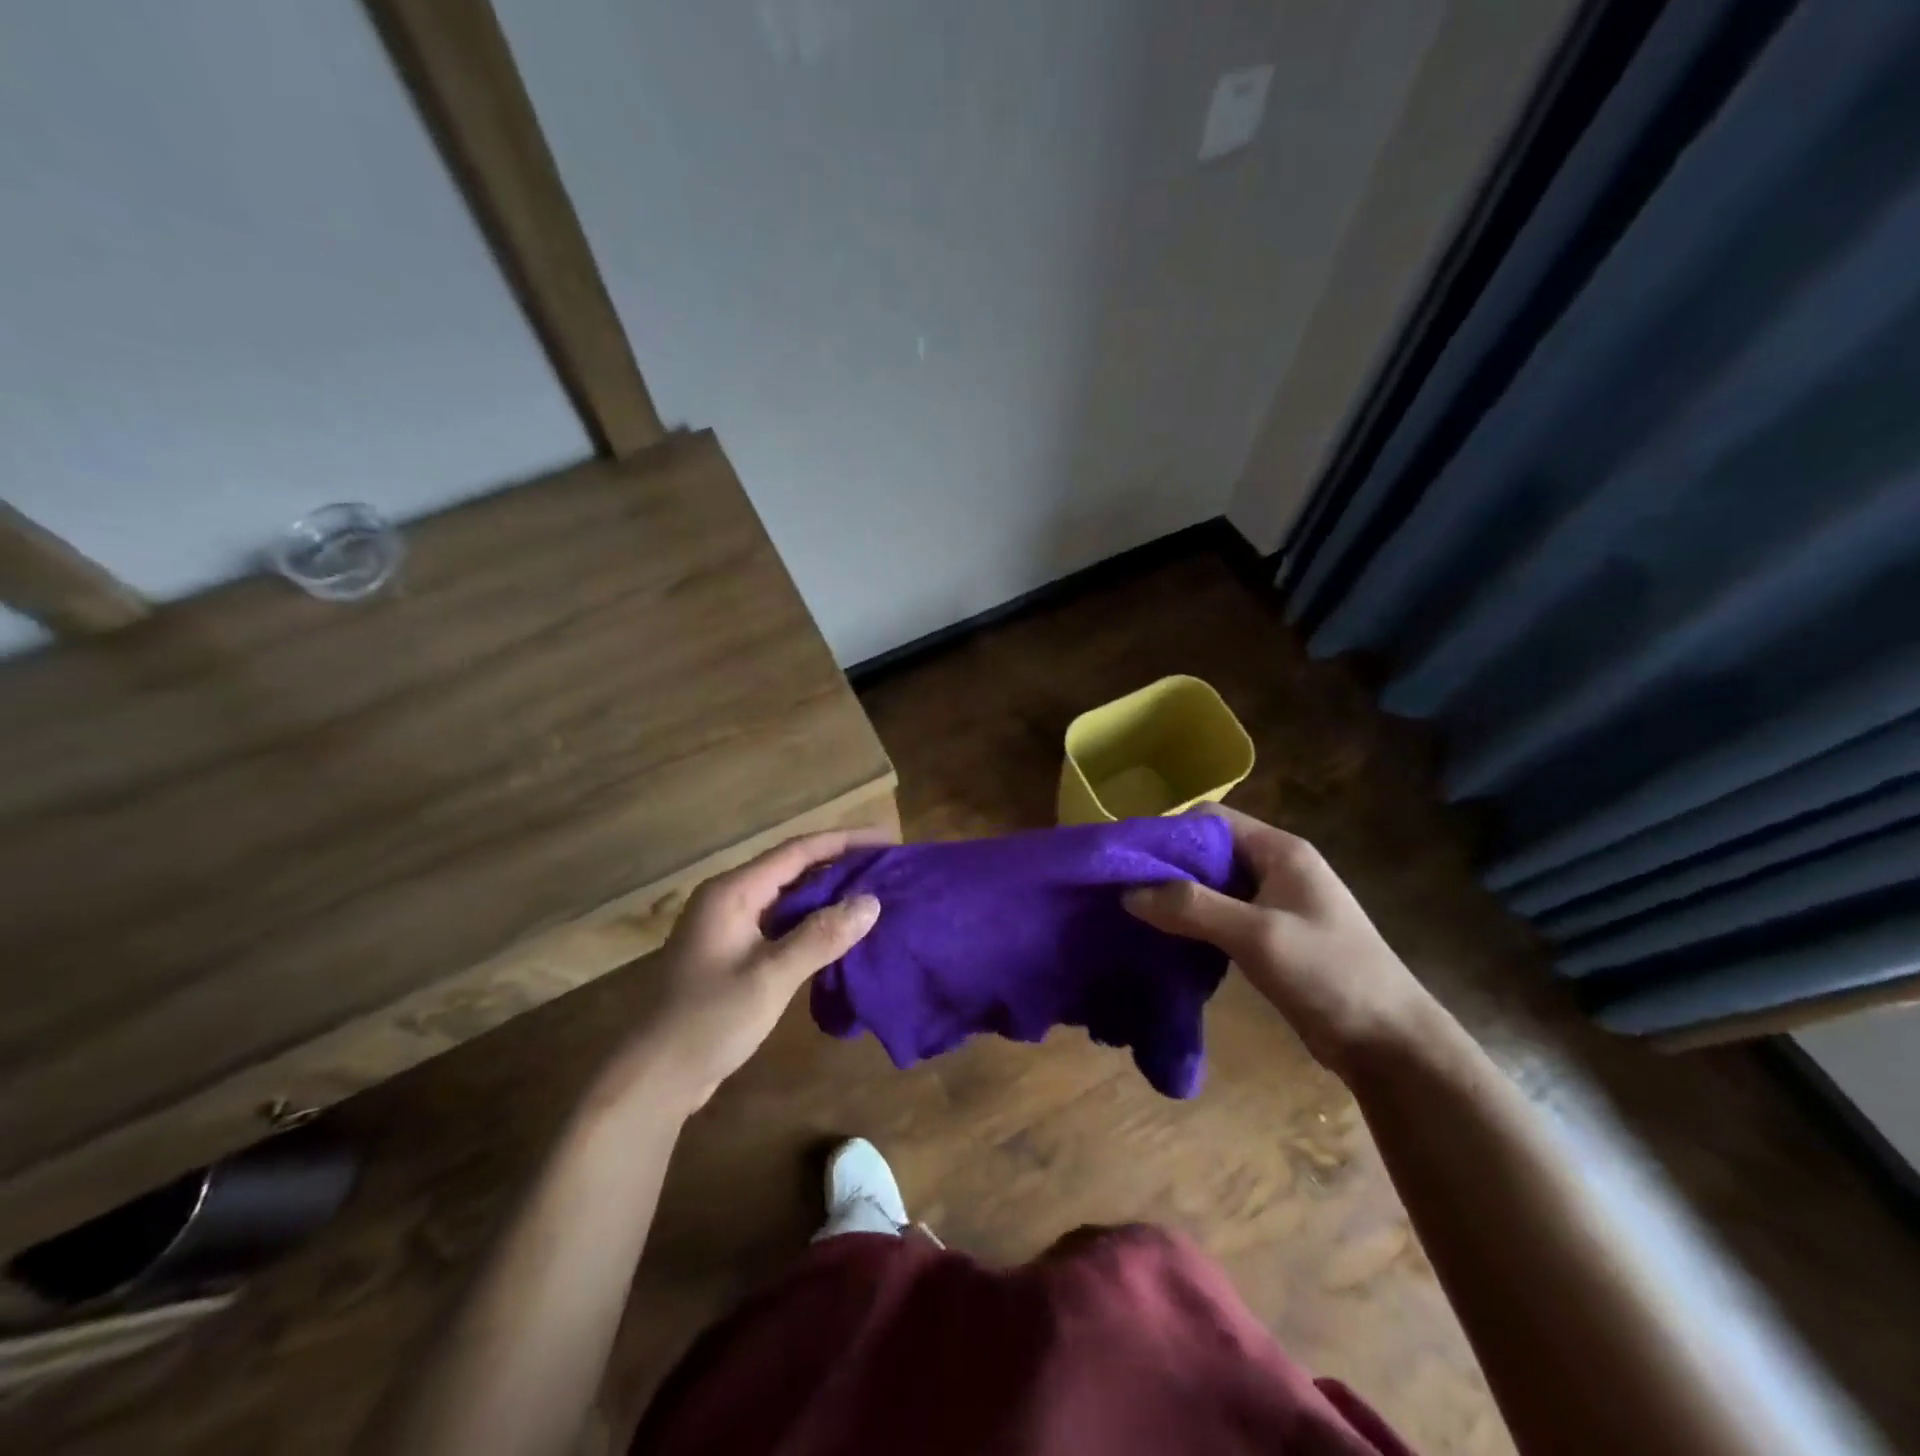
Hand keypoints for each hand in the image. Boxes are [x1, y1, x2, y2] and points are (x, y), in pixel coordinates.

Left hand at [598, 828, 889, 1115]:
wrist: (654, 1077)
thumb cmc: (709, 1021)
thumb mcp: (770, 977)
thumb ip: (821, 937)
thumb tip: (871, 902)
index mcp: (733, 892)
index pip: (798, 851)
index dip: (845, 841)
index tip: (888, 839)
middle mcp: (731, 898)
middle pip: (794, 869)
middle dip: (841, 865)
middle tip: (888, 868)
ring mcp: (731, 927)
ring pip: (789, 898)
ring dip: (829, 895)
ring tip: (874, 894)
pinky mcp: (735, 953)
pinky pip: (782, 924)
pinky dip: (813, 923)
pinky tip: (841, 933)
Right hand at [1123, 806, 1438, 1078]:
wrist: (1390, 1043)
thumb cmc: (1329, 974)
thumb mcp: (1257, 936)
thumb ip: (1192, 907)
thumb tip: (1128, 891)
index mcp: (1279, 851)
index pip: (1211, 819)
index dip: (1169, 833)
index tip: (1129, 859)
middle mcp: (1275, 866)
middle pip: (1209, 850)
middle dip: (1168, 867)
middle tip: (1124, 890)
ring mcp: (1275, 902)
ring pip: (1213, 885)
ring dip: (1178, 897)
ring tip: (1136, 914)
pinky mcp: (1271, 934)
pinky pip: (1222, 914)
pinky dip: (1194, 921)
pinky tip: (1168, 939)